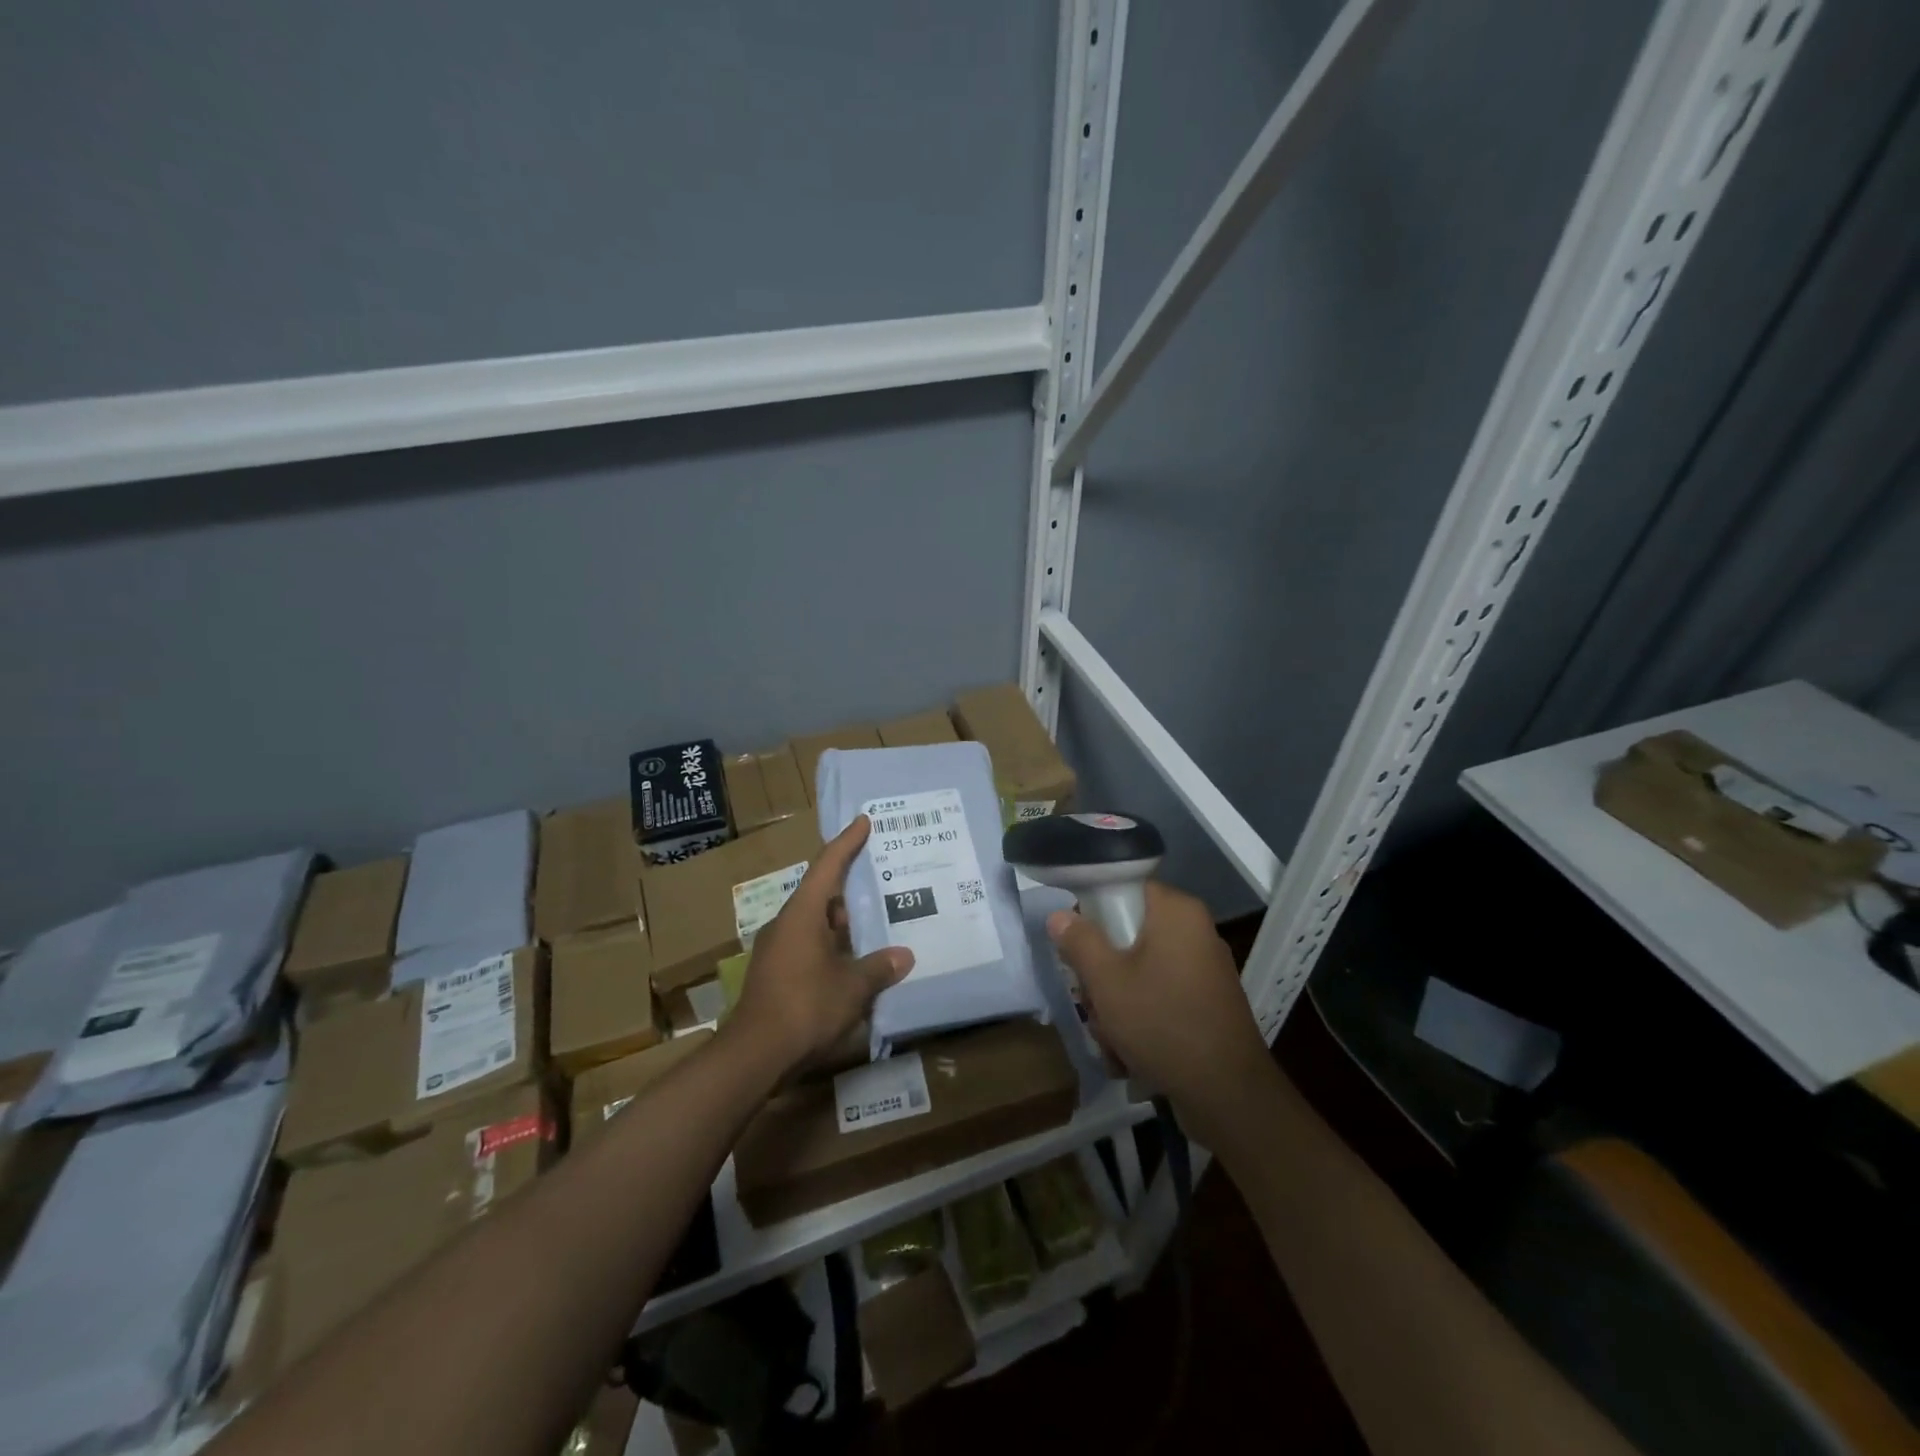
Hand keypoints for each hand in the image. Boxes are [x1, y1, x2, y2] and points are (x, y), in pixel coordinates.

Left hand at [724, 814, 912, 1075]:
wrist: (754, 1055)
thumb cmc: (806, 1007)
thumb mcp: (853, 987)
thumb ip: (880, 967)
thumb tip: (904, 955)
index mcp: (803, 914)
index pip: (827, 866)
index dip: (847, 843)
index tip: (863, 822)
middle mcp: (786, 924)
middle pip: (822, 896)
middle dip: (851, 891)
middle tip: (881, 883)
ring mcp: (777, 950)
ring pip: (816, 925)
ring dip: (843, 925)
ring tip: (875, 926)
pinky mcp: (775, 974)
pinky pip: (809, 947)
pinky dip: (832, 947)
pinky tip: (853, 963)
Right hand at [1048, 881, 1270, 1141]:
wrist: (1228, 1095)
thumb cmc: (1162, 1022)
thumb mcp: (1106, 981)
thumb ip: (1079, 941)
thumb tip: (1060, 915)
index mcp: (1176, 912)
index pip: (1125, 889)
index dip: (1095, 914)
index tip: (1078, 947)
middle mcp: (1195, 931)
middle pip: (1129, 934)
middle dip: (1102, 973)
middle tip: (1092, 1002)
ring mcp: (1204, 969)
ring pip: (1140, 971)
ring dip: (1116, 1003)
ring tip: (1110, 1038)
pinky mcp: (1207, 1003)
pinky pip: (1160, 996)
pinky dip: (1141, 1019)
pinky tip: (1129, 1053)